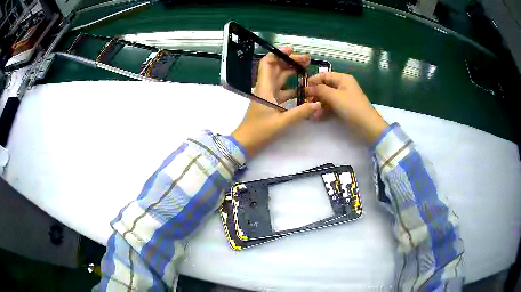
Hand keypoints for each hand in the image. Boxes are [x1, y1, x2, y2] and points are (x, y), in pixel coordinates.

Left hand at [232, 48, 321, 156]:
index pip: (268, 63)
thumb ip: (301, 112)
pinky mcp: (270, 104)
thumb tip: (318, 103)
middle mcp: (265, 88)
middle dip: (290, 61)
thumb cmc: (259, 131)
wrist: (245, 143)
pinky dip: (292, 88)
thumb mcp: (282, 122)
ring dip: (292, 72)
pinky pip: (282, 91)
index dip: (278, 54)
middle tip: (307, 60)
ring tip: (307, 70)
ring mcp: (267, 96)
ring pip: (280, 78)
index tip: (292, 51)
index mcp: (264, 88)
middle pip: (276, 68)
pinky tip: (303, 89)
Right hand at [306, 72, 388, 143]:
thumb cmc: (351, 107)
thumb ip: (319, 90)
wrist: (367, 125)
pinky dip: (324, 110)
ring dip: (318, 104)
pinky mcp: (344, 107)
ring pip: (327, 97)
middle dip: (314, 94)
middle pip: (325, 86)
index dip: (313, 80)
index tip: (301, 88)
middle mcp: (343, 85)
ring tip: (309, 112)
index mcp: (343, 79)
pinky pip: (331, 106)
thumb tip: (307, 88)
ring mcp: (343, 97)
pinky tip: (316, 117)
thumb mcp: (334, 96)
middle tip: (304, 102)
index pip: (324, 75)